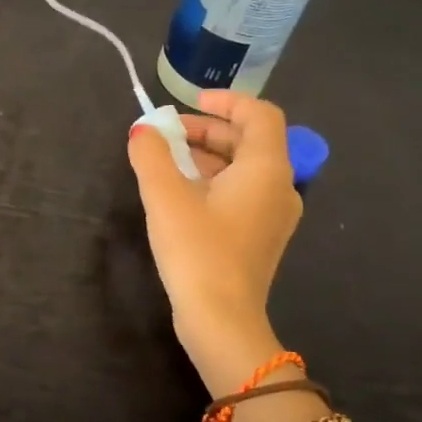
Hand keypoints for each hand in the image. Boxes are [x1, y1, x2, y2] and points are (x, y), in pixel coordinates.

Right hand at [127, 91, 302, 394]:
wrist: (222, 321)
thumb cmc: (197, 250)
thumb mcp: (165, 196)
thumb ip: (150, 154)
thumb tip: (143, 130)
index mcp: (266, 169)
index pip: (260, 115)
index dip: (226, 100)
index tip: (189, 102)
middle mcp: (279, 187)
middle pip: (249, 140)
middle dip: (206, 130)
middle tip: (165, 134)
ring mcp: (273, 216)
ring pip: (243, 168)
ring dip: (206, 156)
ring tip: (164, 161)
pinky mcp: (260, 237)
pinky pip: (241, 193)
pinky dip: (213, 181)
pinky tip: (179, 193)